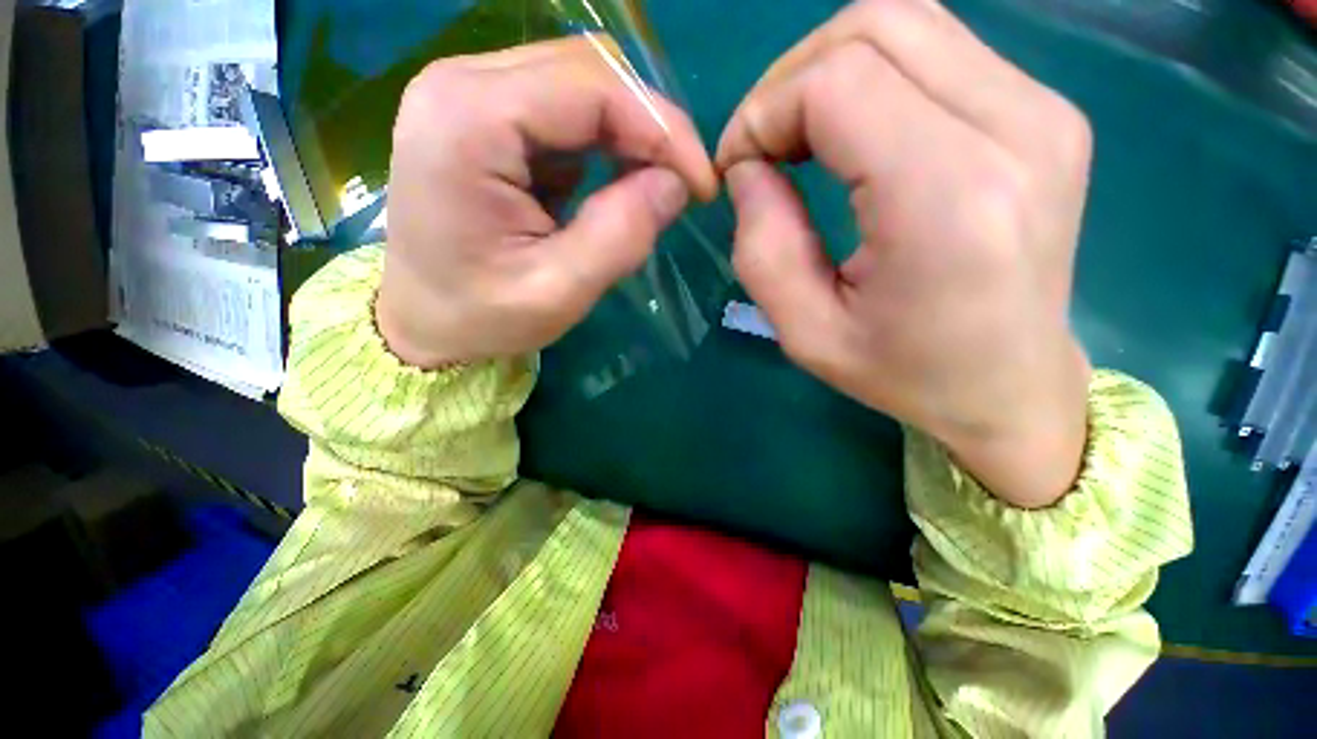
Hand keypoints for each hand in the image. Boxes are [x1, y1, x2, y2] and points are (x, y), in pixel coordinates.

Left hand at [378, 36, 716, 368]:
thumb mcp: (558, 292)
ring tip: (647, 191)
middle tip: (681, 186)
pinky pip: (562, 109)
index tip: (701, 185)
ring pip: (579, 85)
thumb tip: (675, 184)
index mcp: (467, 122)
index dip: (662, 129)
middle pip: (586, 72)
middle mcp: (461, 85)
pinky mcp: (483, 116)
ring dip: (627, 135)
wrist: (423, 321)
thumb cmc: (481, 317)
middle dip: (650, 128)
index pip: (591, 87)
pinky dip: (601, 144)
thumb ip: (621, 236)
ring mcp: (468, 95)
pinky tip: (606, 185)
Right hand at [717, 0, 1091, 507]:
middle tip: (762, 149)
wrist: (1010, 385)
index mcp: (949, 200)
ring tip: (799, 138)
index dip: (764, 112)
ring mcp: (1043, 109)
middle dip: (789, 82)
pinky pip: (937, 48)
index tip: (738, 168)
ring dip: (827, 70)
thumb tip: (748, 167)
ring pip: (906, 20)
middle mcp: (1015, 130)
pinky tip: (853, 133)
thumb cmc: (903, 372)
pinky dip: (872, 75)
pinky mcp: (1045, 109)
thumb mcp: (806, 333)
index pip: (837, 82)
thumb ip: (762, 248)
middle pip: (873, 26)